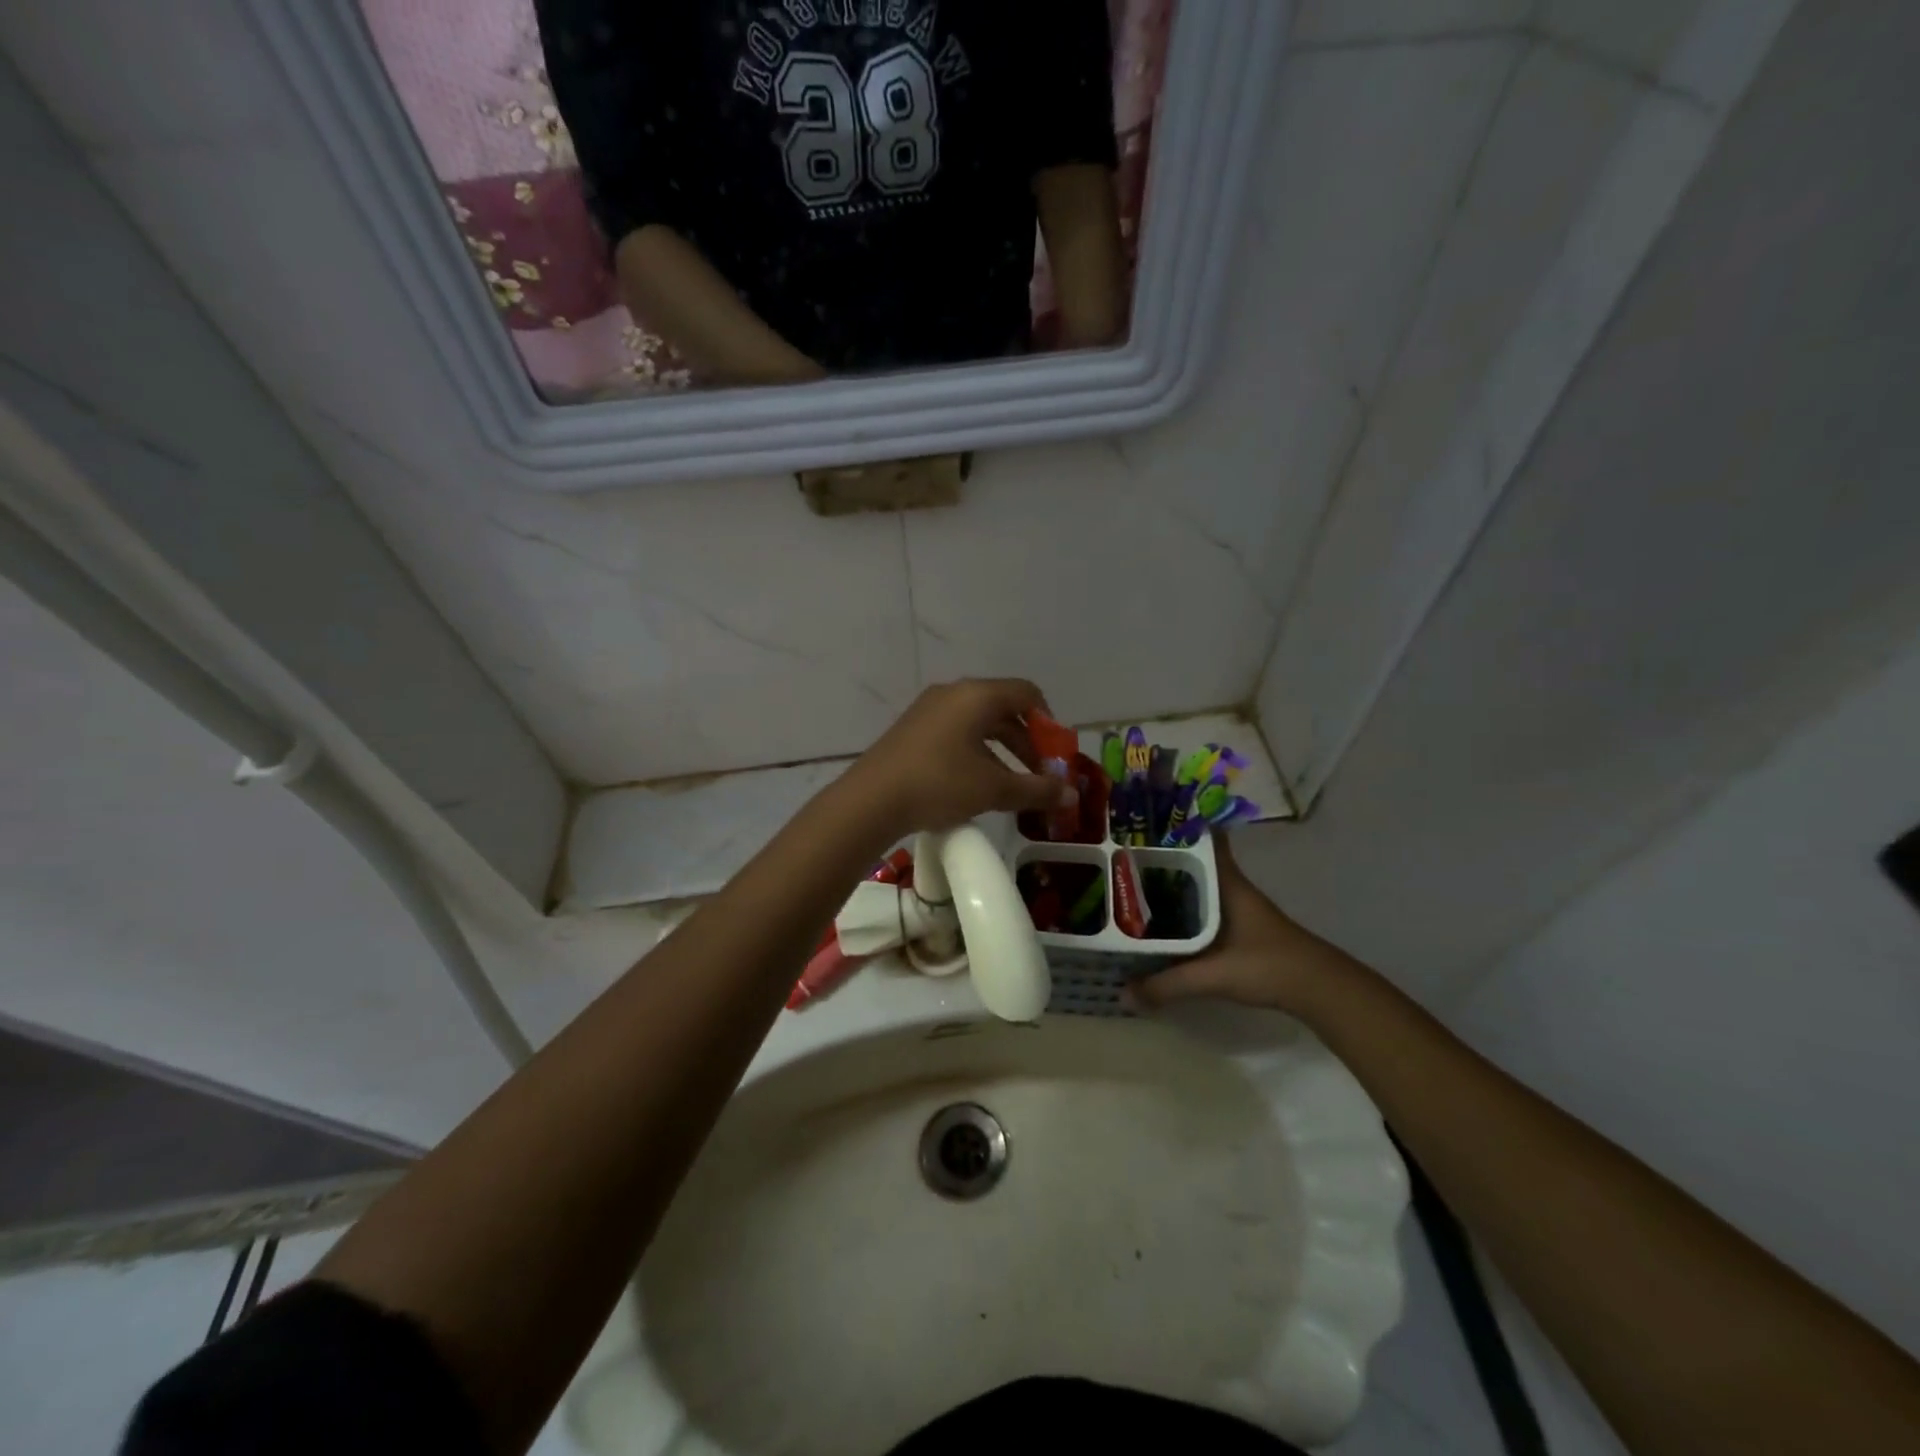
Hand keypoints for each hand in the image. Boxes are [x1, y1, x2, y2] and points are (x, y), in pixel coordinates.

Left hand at [841, 679, 1075, 838]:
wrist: (871, 800)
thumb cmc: (939, 784)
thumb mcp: (993, 789)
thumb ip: (1036, 789)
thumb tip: (1070, 794)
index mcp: (977, 695)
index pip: (1027, 693)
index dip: (1049, 722)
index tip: (1056, 754)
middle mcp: (953, 693)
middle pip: (1003, 708)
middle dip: (1026, 741)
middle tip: (1038, 775)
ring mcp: (929, 710)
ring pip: (979, 722)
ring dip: (1001, 750)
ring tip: (1010, 785)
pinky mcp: (913, 729)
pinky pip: (956, 732)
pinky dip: (976, 752)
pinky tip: (975, 784)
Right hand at [1131, 834, 1355, 1017]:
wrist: (1320, 989)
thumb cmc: (1268, 966)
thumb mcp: (1213, 975)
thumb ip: (1167, 985)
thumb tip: (1123, 994)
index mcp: (1227, 883)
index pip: (1205, 839)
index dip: (1178, 825)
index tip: (1145, 819)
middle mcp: (1231, 888)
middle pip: (1193, 862)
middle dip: (1161, 857)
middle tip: (1121, 855)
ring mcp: (1237, 908)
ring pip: (1197, 886)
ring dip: (1170, 884)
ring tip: (1130, 885)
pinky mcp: (1240, 929)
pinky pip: (1202, 908)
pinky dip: (1182, 909)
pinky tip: (1162, 922)